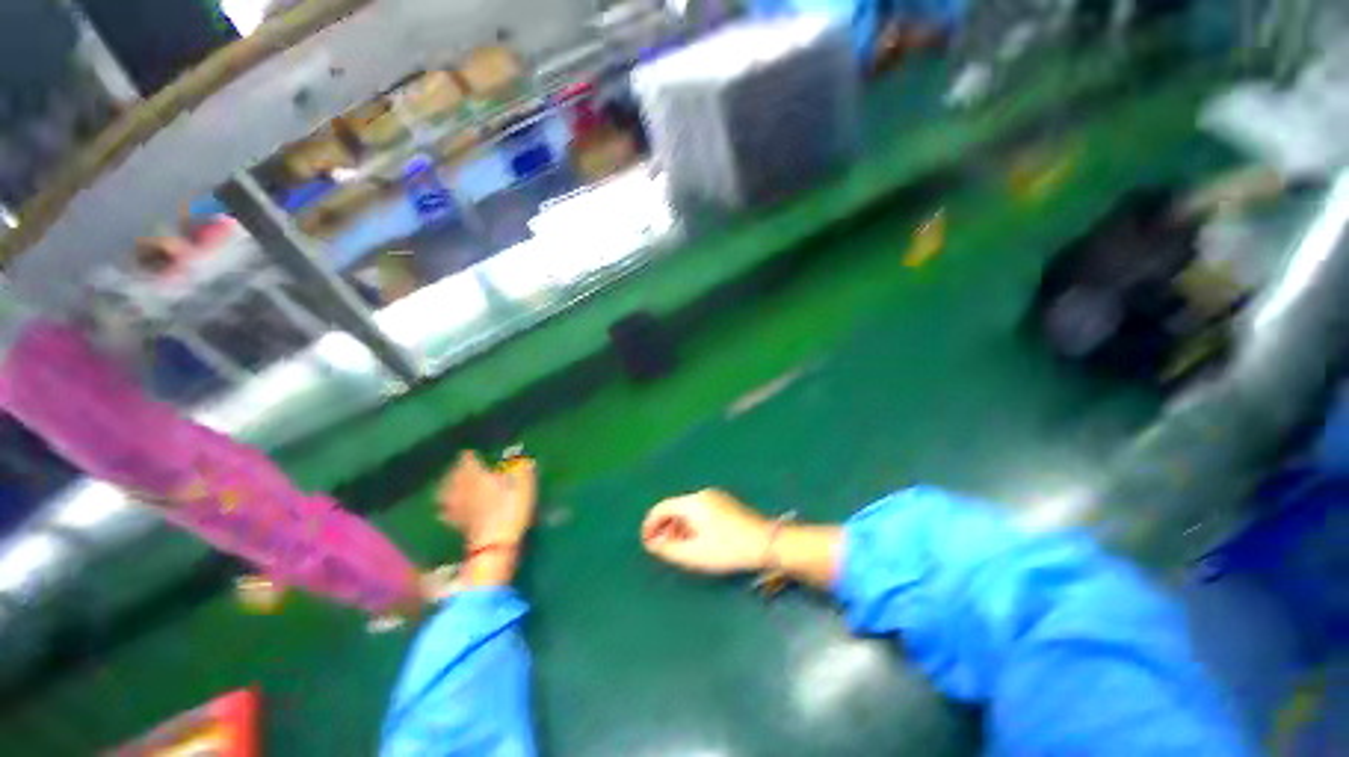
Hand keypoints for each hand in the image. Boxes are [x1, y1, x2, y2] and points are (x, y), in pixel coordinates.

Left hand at [437, 451, 536, 546]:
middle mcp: (460, 486)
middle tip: (465, 466)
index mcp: (475, 473)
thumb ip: (522, 469)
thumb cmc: (510, 508)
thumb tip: (524, 458)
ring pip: (445, 490)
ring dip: (449, 485)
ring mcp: (455, 505)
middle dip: (458, 469)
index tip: (474, 453)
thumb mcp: (523, 484)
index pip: (467, 458)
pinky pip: (446, 509)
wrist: (493, 543)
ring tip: (455, 484)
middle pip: (453, 473)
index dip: (471, 455)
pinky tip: (452, 507)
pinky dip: (448, 505)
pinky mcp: (454, 522)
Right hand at [640, 489, 771, 574]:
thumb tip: (653, 543)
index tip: (646, 542)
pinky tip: (696, 541)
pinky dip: (692, 525)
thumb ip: (669, 549)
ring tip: (678, 548)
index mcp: (693, 502)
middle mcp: (703, 495)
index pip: (662, 507)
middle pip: (676, 508)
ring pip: (688, 511)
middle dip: (665, 528)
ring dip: (678, 528)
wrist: (765, 542)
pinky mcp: (726, 505)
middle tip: (662, 549)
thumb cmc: (727, 549)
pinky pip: (701, 512)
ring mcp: (716, 498)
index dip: (650, 524)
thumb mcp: (694, 554)